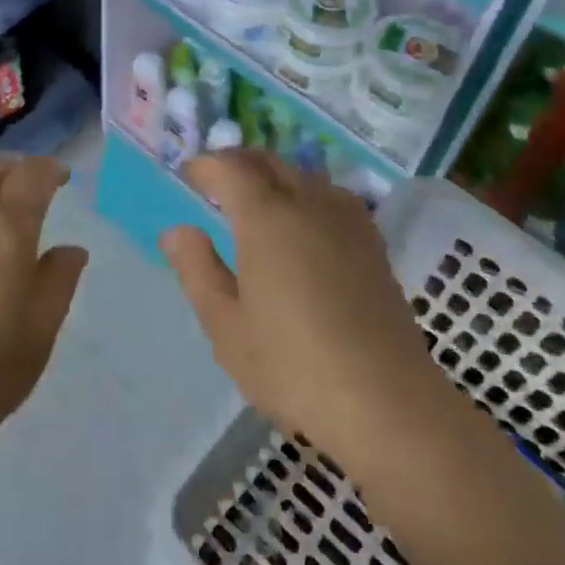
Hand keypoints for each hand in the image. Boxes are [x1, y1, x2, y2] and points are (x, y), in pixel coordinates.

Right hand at [162, 151, 448, 469]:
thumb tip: (176, 231)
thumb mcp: (226, 326)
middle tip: (215, 183)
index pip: (229, 167)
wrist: (387, 403)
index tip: (187, 177)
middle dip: (237, 163)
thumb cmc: (293, 365)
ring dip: (272, 175)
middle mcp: (308, 202)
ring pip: (302, 175)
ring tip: (254, 202)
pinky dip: (305, 194)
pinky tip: (302, 225)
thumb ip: (197, 270)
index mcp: (266, 216)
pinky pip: (330, 196)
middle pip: (268, 161)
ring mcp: (347, 219)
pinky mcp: (373, 242)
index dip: (205, 166)